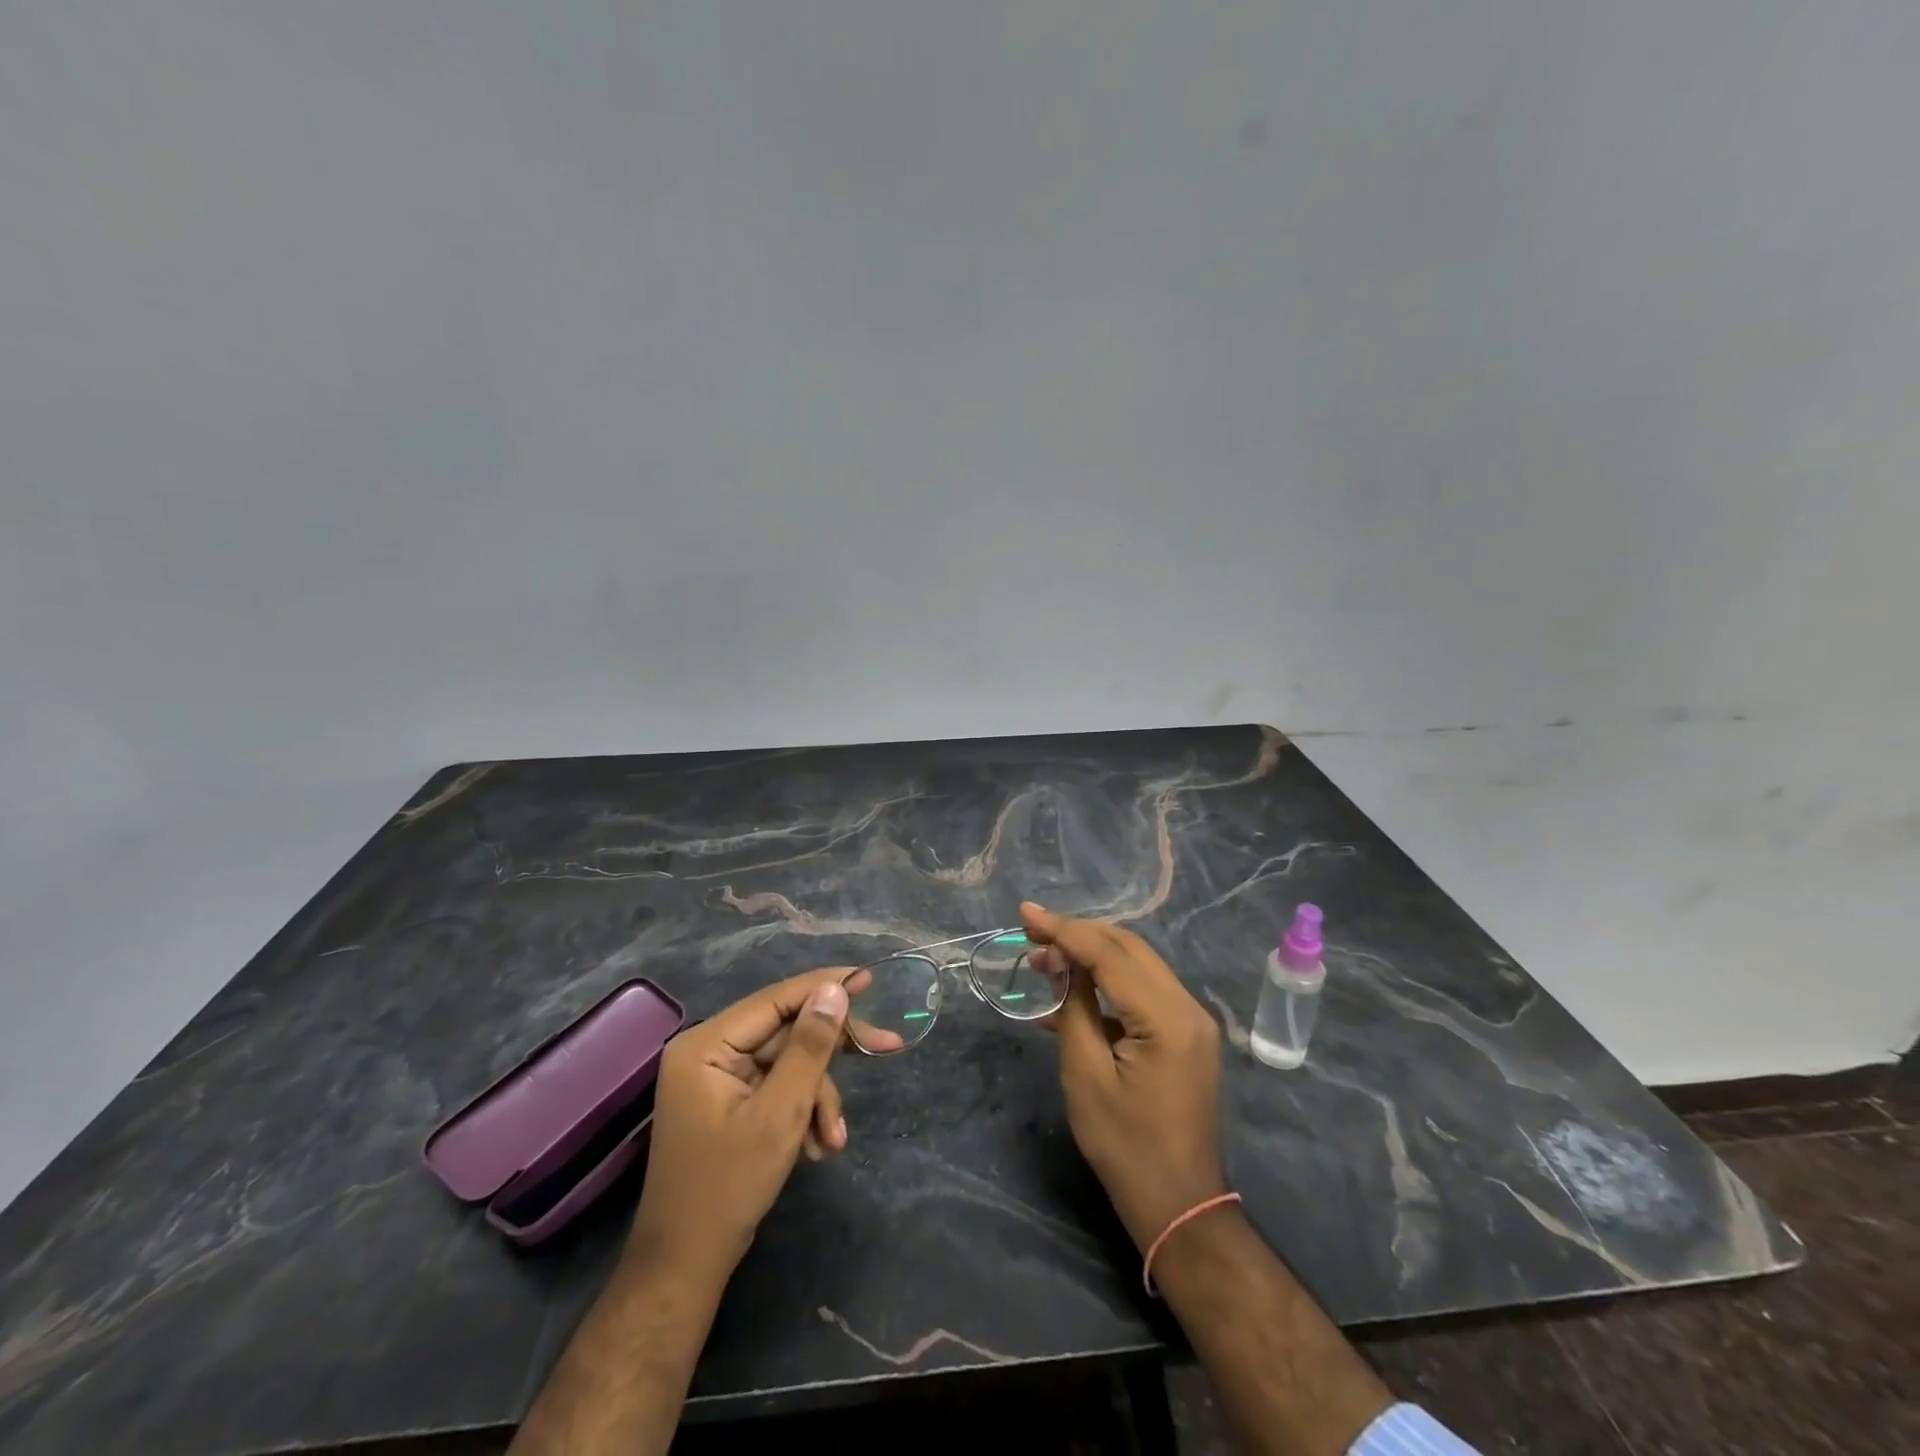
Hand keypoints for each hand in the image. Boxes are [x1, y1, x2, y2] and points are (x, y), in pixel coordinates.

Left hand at [629, 967, 857, 1277]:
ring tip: (833, 1140)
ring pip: (788, 1063)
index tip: (869, 979)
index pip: (776, 998)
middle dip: (829, 1057)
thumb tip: (834, 990)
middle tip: (886, 1048)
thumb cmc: (728, 1186)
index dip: (825, 986)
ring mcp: (719, 1078)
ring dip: (818, 1097)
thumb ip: (809, 1046)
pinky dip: (802, 1111)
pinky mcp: (730, 1102)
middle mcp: (710, 1050)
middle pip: (786, 1031)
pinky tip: (816, 1146)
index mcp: (707, 1044)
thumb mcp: (780, 1113)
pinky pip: (777, 1087)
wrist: (685, 1266)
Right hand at [1023, 902, 1226, 1252]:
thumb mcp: (1086, 1074)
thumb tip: (1062, 963)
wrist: (1178, 1204)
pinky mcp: (1185, 1031)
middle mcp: (1187, 1007)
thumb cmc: (1125, 1146)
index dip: (1064, 930)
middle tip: (1031, 934)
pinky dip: (1106, 980)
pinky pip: (1142, 989)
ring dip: (1091, 953)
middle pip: (1128, 947)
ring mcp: (1191, 1018)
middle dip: (1077, 934)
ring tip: (1043, 956)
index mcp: (1167, 1018)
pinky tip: (1070, 988)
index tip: (1025, 914)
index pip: (1110, 954)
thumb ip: (1075, 1008)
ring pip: (1136, 962)